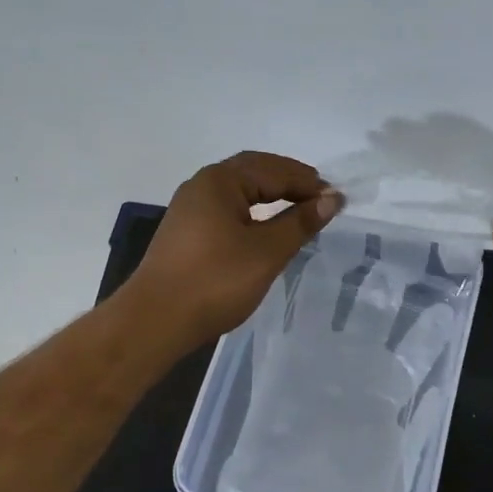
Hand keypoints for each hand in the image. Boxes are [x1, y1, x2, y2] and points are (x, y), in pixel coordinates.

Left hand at [127, 151, 342, 347]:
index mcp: (220, 181)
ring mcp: (190, 209)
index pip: (274, 170)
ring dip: (271, 194)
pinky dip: (254, 211)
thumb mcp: (266, 252)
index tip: (337, 199)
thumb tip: (332, 199)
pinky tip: (266, 227)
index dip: (308, 183)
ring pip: (239, 190)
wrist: (155, 321)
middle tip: (320, 196)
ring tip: (300, 208)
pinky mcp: (186, 232)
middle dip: (289, 180)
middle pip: (254, 171)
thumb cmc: (215, 281)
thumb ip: (300, 222)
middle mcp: (202, 185)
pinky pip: (228, 208)